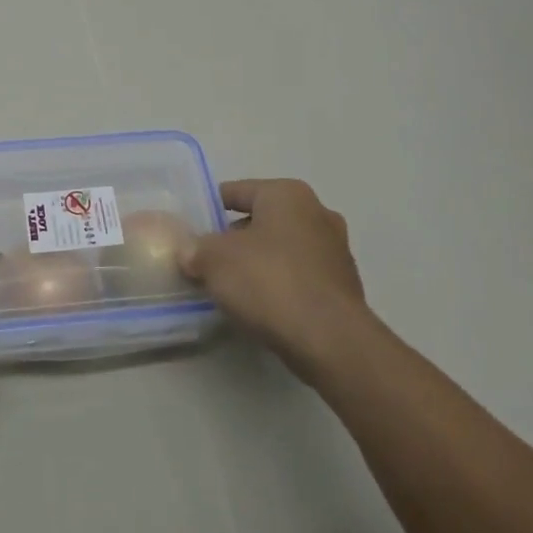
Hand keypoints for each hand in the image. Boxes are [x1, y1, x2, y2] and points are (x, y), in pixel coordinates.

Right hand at [180, 179, 371, 381]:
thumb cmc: (269, 282)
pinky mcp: (344, 288)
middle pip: (262, 220)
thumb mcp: (214, 260)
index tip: (190, 229)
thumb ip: (196, 249)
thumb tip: (189, 252)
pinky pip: (299, 277)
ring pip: (282, 249)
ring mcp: (335, 251)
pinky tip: (261, 307)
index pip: (237, 191)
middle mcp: (317, 213)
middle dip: (234, 239)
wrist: (330, 341)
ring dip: (258, 263)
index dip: (209, 208)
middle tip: (207, 261)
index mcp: (287, 194)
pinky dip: (279, 286)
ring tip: (231, 287)